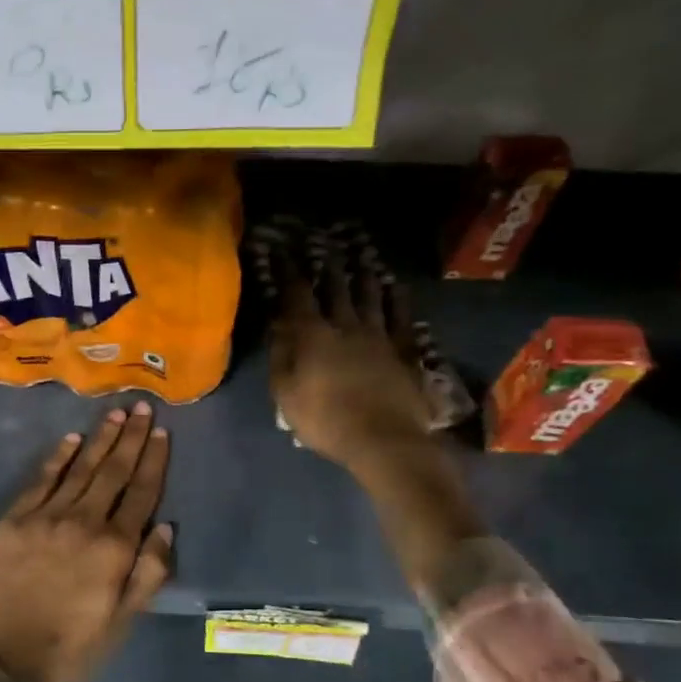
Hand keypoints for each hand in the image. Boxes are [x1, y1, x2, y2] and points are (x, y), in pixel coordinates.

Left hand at [0, 403, 173, 681]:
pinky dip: (59, 457)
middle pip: (113, 471)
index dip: (153, 461)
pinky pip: (42, 479)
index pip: (141, 494)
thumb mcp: (119, 624)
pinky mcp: (15, 518)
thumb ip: (147, 575)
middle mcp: (84, 521)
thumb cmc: (65, 648)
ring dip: (100, 439)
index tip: (161, 432)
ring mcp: (46, 516)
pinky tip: (71, 439)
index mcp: (114, 548)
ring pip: (81, 468)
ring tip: (115, 414)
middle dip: (130, 438)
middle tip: (141, 406)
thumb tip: (166, 528)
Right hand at [259, 225, 481, 588]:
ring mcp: (378, 334)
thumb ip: (280, 355)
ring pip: (369, 294)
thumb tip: (277, 324)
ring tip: (359, 254)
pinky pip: (400, 315)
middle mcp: (345, 324)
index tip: (282, 250)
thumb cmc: (324, 421)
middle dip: (326, 263)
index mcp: (312, 335)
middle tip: (322, 241)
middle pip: (335, 286)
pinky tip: (395, 286)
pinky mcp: (403, 349)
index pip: (296, 294)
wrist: (382, 440)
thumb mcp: (285, 393)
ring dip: (362, 272)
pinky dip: (397, 298)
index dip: (288, 270)